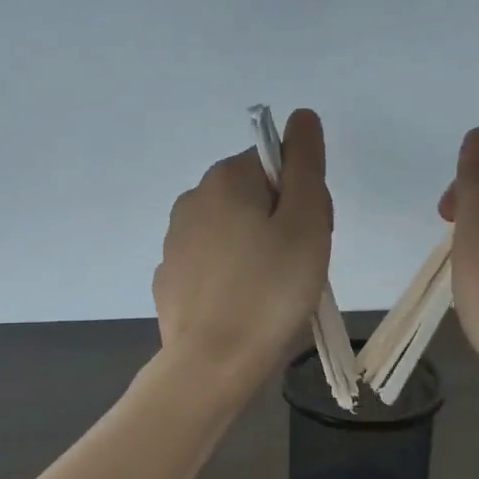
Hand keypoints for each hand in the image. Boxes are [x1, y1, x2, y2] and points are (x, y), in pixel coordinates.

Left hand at [153, 108, 332, 389]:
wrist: (214, 362)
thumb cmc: (271, 289)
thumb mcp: (306, 221)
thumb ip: (305, 164)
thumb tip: (301, 117)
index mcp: (224, 179)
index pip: (275, 166)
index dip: (302, 197)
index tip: (309, 235)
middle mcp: (192, 200)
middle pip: (252, 197)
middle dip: (280, 224)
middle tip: (297, 267)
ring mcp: (175, 242)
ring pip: (232, 233)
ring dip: (256, 251)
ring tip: (272, 294)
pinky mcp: (170, 280)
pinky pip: (212, 266)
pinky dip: (231, 278)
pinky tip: (242, 308)